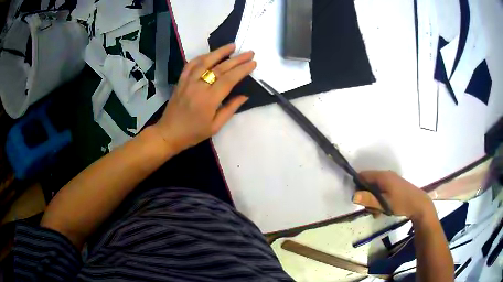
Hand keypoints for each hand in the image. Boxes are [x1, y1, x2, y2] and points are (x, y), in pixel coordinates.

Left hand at [152, 44, 255, 152]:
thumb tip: (244, 95)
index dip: (242, 70)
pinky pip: (191, 65)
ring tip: (232, 46)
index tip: (253, 63)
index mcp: (209, 100)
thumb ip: (230, 109)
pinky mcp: (180, 81)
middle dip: (237, 59)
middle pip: (220, 68)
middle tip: (249, 52)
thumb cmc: (193, 133)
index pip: (229, 79)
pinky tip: (209, 54)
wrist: (168, 133)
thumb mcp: (215, 126)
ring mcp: (188, 82)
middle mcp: (198, 87)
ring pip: (205, 62)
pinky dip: (201, 57)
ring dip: (219, 52)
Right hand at [352, 171, 434, 220]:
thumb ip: (368, 199)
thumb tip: (353, 196)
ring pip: (375, 189)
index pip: (363, 175)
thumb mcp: (383, 203)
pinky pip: (382, 190)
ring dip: (373, 201)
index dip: (357, 185)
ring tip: (378, 212)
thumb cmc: (401, 202)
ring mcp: (391, 180)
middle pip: (369, 183)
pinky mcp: (395, 185)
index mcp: (382, 176)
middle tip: (370, 209)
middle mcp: (386, 175)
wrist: (419, 204)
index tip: (359, 199)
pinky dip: (380, 199)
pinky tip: (383, 210)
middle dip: (366, 197)